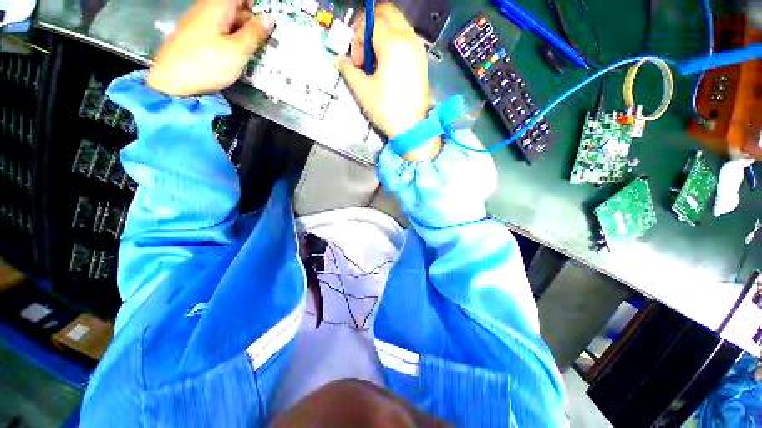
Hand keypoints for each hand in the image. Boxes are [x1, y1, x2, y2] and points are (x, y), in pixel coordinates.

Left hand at [146, 0, 273, 96]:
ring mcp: (200, 22)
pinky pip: (220, 30)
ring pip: (229, 20)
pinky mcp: (197, 35)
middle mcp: (207, 9)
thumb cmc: (207, 64)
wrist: (171, 81)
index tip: (270, 22)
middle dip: (253, 20)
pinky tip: (240, 52)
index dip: (257, 5)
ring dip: (244, 31)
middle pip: (236, 7)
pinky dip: (233, 37)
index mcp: (217, 6)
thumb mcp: (237, 51)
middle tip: (268, 39)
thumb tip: (269, 19)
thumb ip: (254, 34)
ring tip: (257, 48)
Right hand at [337, 4, 440, 160]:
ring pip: (398, 25)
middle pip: (387, 13)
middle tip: (364, 51)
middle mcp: (408, 38)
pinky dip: (394, 43)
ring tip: (375, 61)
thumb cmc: (386, 109)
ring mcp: (418, 49)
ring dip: (383, 34)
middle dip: (370, 26)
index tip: (356, 61)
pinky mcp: (422, 61)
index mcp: (392, 42)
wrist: (411, 128)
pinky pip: (407, 39)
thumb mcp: (362, 90)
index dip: (358, 38)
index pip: (370, 21)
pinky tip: (388, 66)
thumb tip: (340, 60)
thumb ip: (348, 70)